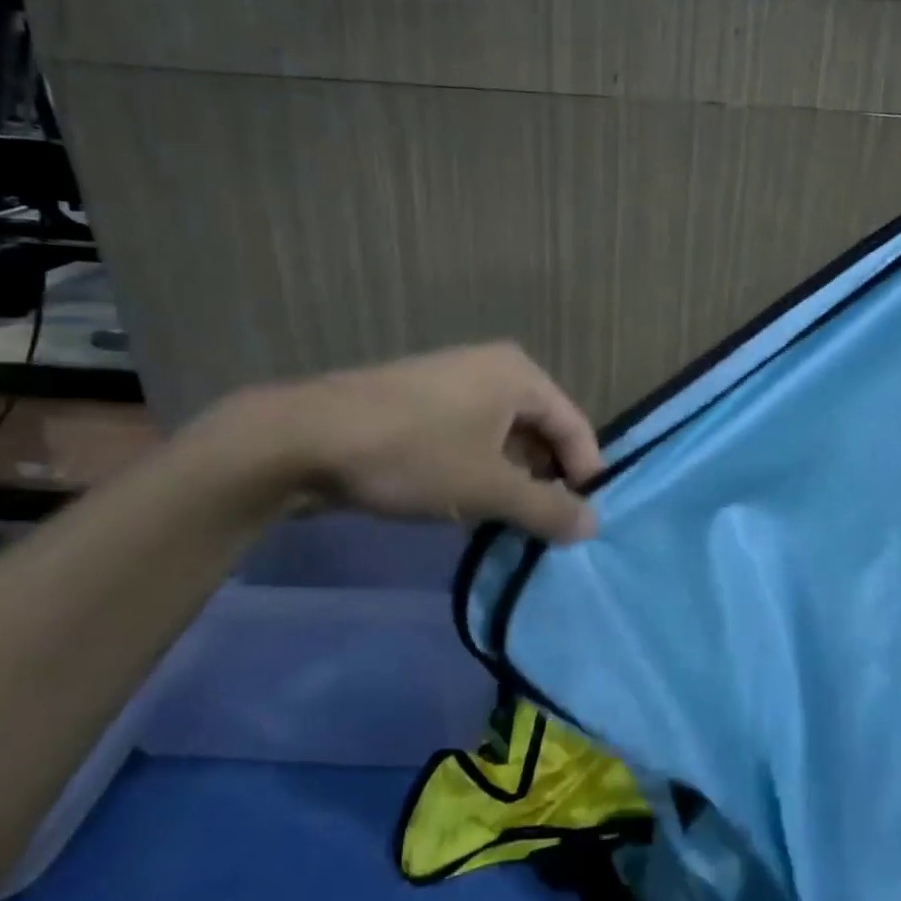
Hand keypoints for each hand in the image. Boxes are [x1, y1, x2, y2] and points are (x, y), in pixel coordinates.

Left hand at [222, 343, 603, 543]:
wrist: (306, 439)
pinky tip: (472, 510)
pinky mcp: (423, 407)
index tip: (585, 523)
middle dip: (547, 481)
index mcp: (519, 375)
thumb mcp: (488, 488)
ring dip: (513, 483)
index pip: (574, 426)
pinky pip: (471, 441)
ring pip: (504, 440)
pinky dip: (481, 473)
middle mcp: (493, 370)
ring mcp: (454, 385)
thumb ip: (547, 508)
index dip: (585, 475)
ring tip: (513, 527)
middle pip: (541, 432)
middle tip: (549, 531)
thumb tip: (593, 525)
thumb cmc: (414, 454)